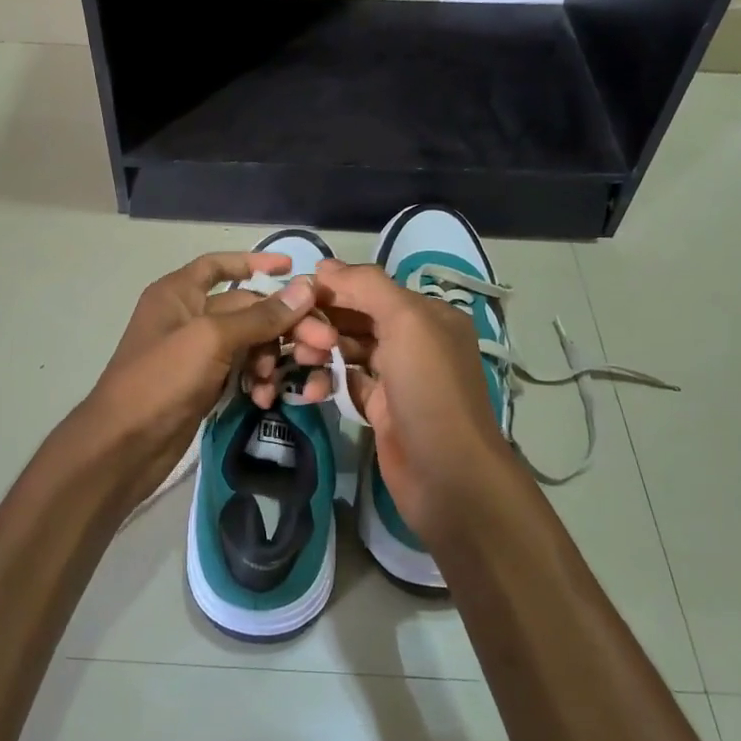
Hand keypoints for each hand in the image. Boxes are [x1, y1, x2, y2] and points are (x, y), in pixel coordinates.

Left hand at [81, 252, 319, 504]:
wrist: (123, 446)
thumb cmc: (161, 379)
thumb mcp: (212, 339)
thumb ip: (260, 315)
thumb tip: (306, 288)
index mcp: (178, 293)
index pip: (219, 265)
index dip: (254, 262)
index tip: (291, 267)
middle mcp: (187, 316)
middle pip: (246, 308)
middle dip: (281, 324)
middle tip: (321, 343)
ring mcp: (195, 353)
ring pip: (247, 343)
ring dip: (270, 357)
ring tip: (281, 380)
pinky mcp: (203, 385)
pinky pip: (240, 371)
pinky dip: (256, 380)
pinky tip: (265, 398)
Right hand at [296, 259, 522, 539]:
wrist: (448, 475)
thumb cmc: (429, 389)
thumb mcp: (406, 322)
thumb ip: (366, 287)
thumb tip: (323, 266)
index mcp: (427, 315)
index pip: (372, 289)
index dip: (334, 288)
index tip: (295, 295)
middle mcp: (414, 340)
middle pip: (358, 318)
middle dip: (324, 321)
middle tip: (292, 333)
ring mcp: (397, 377)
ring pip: (349, 350)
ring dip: (321, 350)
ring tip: (298, 359)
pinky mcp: (381, 408)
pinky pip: (346, 382)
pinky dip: (326, 381)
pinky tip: (307, 388)